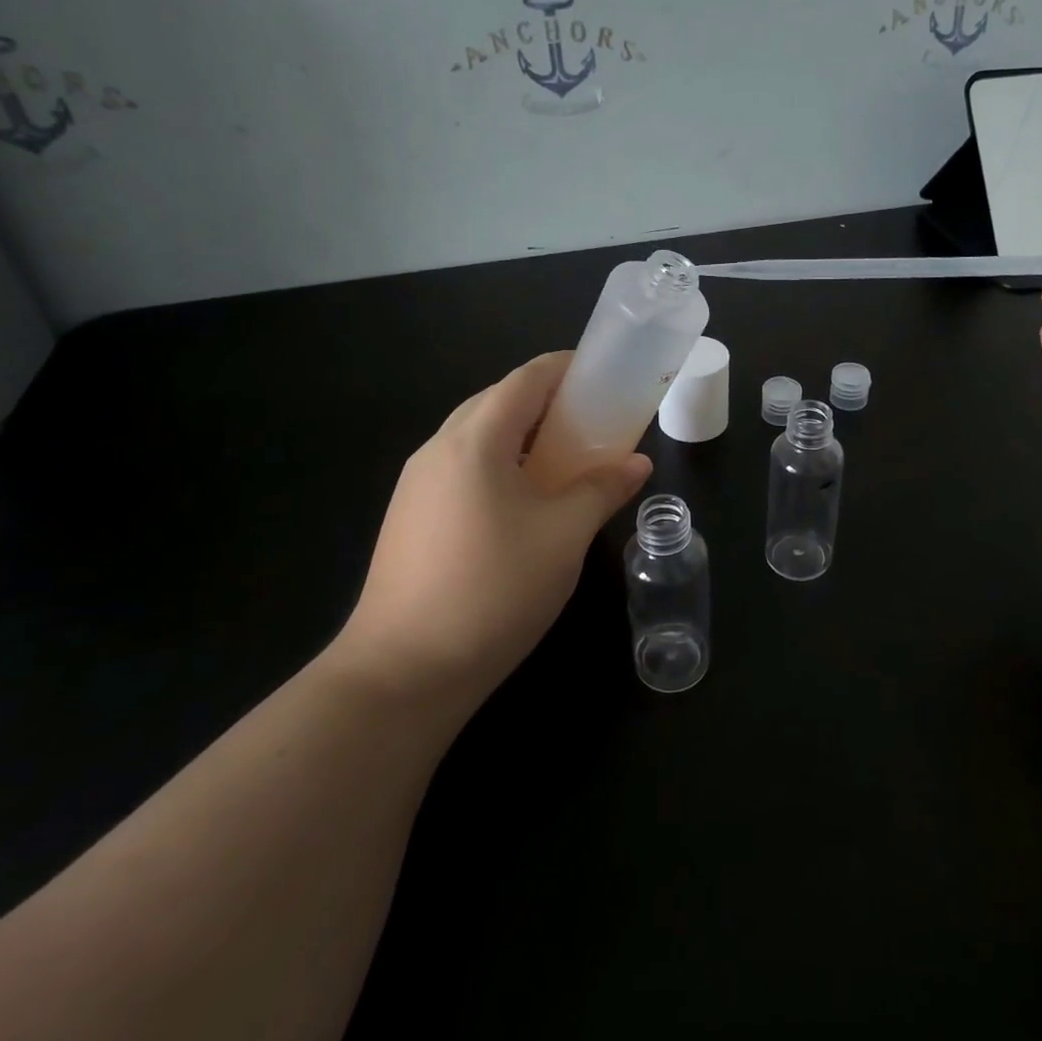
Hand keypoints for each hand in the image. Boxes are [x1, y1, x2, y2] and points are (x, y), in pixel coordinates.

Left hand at [328, 352, 651, 717]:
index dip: (566, 369)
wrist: (403, 671)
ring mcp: (416, 484)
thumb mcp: (564, 536)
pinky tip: (523, 501)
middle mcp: (438, 449)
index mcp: (475, 440)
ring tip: (564, 459)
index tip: (603, 376)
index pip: (525, 379)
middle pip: (498, 401)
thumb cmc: (494, 590)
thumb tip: (637, 463)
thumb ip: (602, 489)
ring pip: (476, 436)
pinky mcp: (410, 516)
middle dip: (547, 401)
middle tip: (592, 421)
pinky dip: (499, 463)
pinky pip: (461, 467)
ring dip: (522, 434)